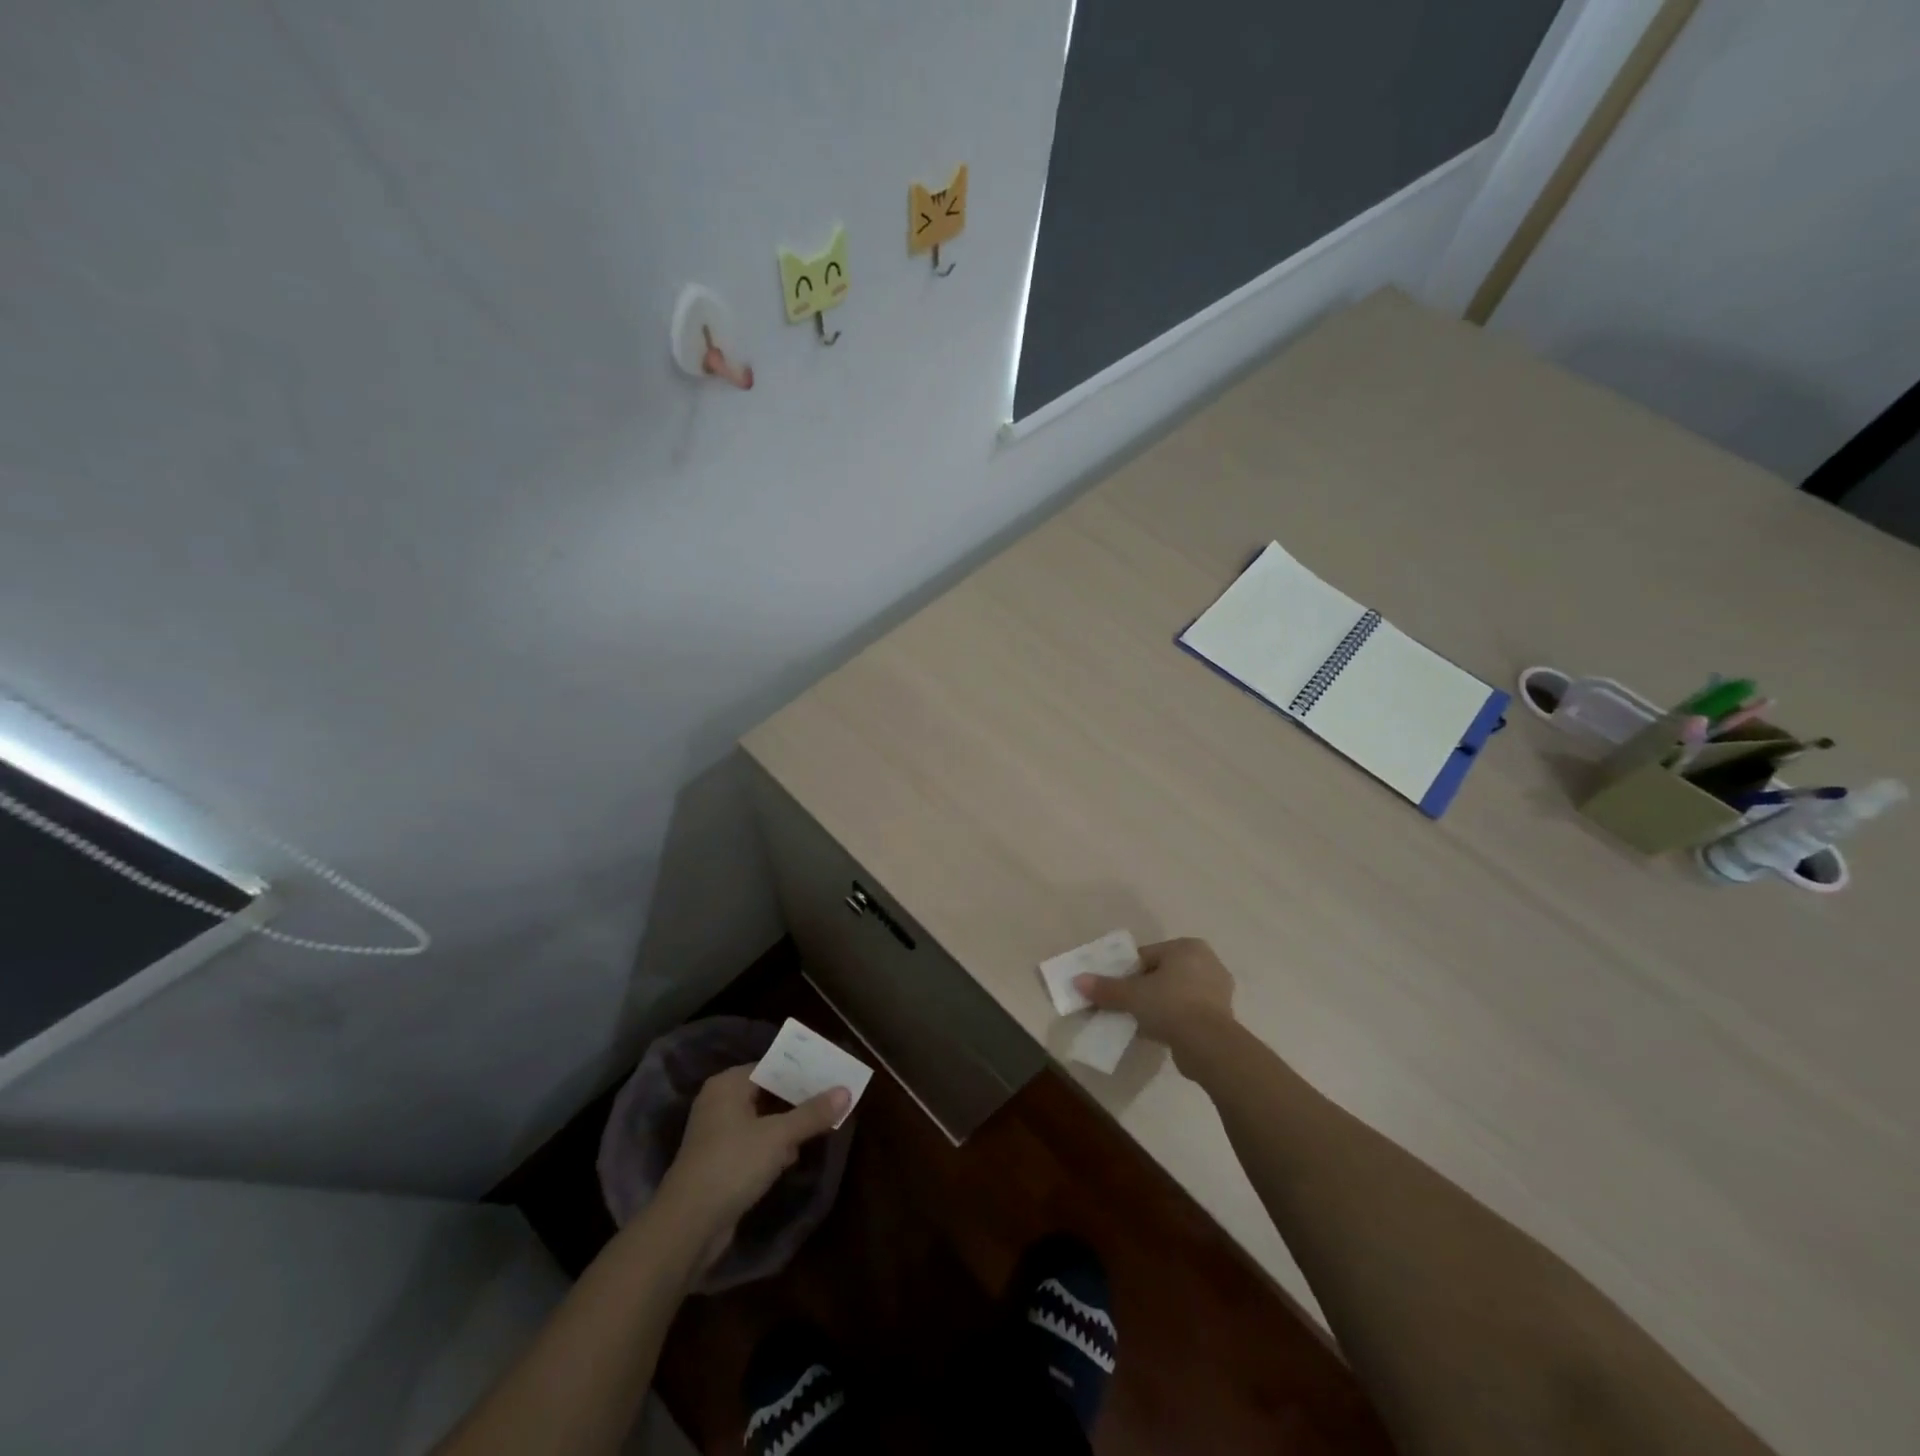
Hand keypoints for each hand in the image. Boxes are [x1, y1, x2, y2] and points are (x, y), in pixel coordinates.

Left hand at [656, 1065, 847, 1253]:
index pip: (772, 1065)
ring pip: (763, 1119)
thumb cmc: (732, 1165)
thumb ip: (813, 1113)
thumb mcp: (778, 1137)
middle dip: (799, 1098)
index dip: (802, 1070)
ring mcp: (718, 1133)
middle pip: (768, 1091)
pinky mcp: (721, 1161)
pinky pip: (755, 1142)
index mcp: (728, 1085)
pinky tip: (795, 1155)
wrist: (688, 1226)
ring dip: (789, 1124)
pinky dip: (774, 1145)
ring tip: (822, 1123)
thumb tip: (846, 1090)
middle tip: (833, 1097)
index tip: (831, 1074)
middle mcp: (720, 1102)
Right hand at [1076, 936, 1235, 1068]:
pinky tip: (1160, 1032)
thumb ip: (1106, 988)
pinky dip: (1175, 1019)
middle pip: (1163, 973)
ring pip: (1177, 993)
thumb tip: (1077, 981)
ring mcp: (1218, 990)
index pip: (1148, 956)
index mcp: (1187, 947)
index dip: (1127, 972)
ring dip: (1159, 1005)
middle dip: (1144, 988)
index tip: (1116, 990)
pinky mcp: (1223, 1016)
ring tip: (1141, 1022)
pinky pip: (1189, 1011)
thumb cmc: (1170, 1005)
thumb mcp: (1132, 995)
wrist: (1209, 1045)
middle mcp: (1207, 962)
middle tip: (1127, 1006)